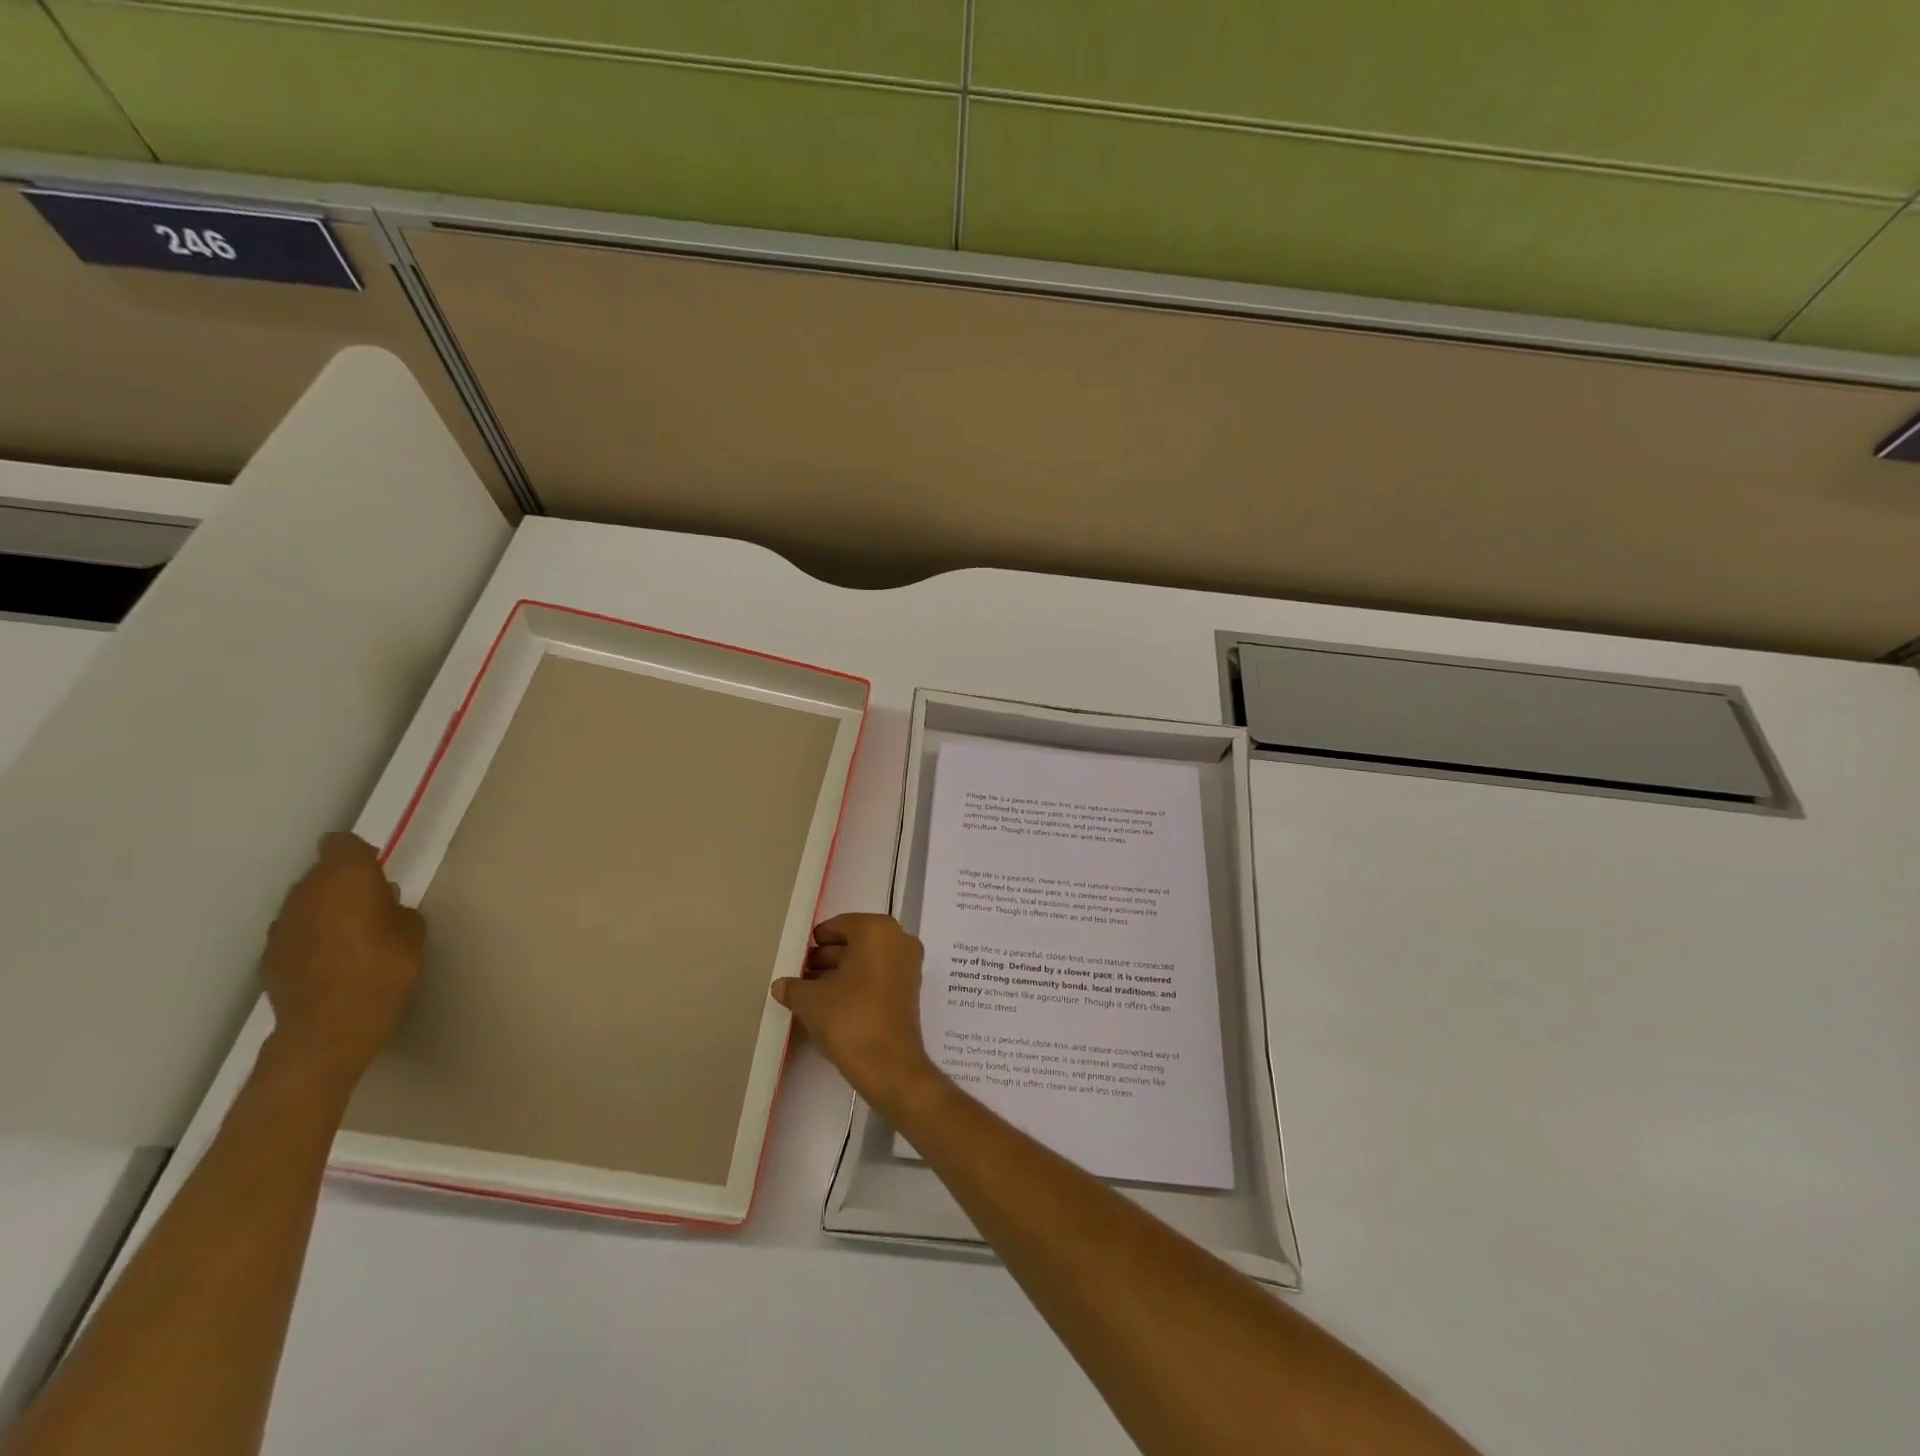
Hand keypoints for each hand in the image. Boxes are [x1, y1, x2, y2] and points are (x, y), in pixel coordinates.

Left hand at [259, 833, 423, 1091]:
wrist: (331, 1024)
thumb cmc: (385, 967)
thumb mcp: (412, 929)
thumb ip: (394, 907)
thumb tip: (379, 905)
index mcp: (346, 877)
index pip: (341, 844)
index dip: (357, 853)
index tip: (375, 869)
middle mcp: (307, 892)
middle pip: (321, 873)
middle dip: (343, 883)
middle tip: (370, 904)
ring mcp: (282, 924)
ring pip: (306, 903)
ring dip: (325, 910)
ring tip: (350, 934)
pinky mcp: (269, 954)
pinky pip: (296, 932)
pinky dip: (311, 937)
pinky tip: (330, 959)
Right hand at [772, 914, 939, 1109]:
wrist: (889, 1064)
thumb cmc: (849, 1017)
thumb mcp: (810, 1000)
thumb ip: (793, 986)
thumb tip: (780, 984)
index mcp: (877, 930)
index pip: (840, 925)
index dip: (815, 942)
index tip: (798, 957)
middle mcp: (898, 940)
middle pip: (856, 941)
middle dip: (827, 957)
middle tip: (801, 974)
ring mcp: (908, 965)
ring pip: (868, 960)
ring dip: (841, 971)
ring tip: (810, 991)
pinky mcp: (910, 990)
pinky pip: (879, 976)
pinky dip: (858, 983)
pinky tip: (832, 1003)